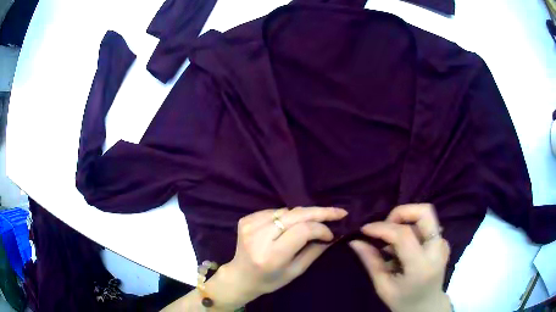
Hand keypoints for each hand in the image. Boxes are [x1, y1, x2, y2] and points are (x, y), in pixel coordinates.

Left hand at [213, 207, 347, 309]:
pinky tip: (291, 224)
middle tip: (338, 212)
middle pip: (295, 215)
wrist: (240, 277)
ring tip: (314, 222)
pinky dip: (287, 216)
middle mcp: (259, 237)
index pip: (303, 230)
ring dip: (303, 215)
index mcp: (272, 255)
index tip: (332, 234)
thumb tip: (332, 234)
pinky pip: (274, 211)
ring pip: (286, 211)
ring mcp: (250, 226)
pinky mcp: (246, 219)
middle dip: (319, 212)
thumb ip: (314, 251)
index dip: (321, 228)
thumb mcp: (295, 271)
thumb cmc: (269, 280)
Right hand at [349, 204, 451, 311]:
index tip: (365, 229)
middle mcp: (437, 250)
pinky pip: (426, 226)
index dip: (382, 227)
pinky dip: (411, 230)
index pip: (404, 234)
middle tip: (385, 226)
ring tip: (391, 242)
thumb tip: (355, 242)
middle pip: (425, 212)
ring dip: (405, 222)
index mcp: (421, 266)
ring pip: (424, 217)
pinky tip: (403, 248)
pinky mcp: (443, 242)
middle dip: (401, 212)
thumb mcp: (383, 286)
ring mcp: (443, 244)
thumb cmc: (403, 301)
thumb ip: (371, 262)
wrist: (427, 306)